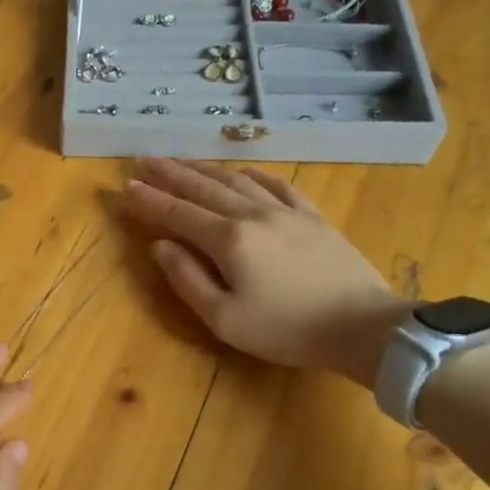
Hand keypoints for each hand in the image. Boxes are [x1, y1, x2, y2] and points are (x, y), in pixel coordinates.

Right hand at [123, 157, 407, 384]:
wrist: (363, 326)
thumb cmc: (286, 330)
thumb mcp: (224, 319)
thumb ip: (187, 280)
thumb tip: (159, 246)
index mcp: (228, 241)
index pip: (178, 213)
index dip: (150, 200)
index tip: (126, 186)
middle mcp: (253, 215)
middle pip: (204, 187)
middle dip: (171, 173)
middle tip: (145, 159)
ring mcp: (286, 212)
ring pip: (237, 180)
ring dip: (205, 168)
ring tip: (182, 160)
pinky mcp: (312, 217)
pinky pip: (277, 185)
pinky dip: (253, 175)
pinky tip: (243, 171)